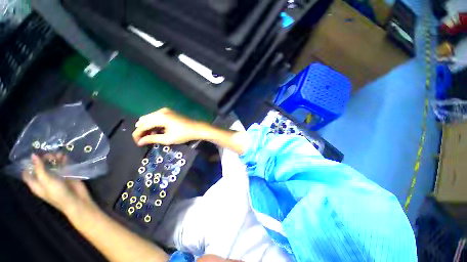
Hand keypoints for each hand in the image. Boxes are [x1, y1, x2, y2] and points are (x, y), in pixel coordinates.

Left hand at [22, 154, 94, 215]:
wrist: (76, 200)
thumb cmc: (58, 193)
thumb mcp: (46, 181)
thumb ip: (39, 168)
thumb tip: (33, 155)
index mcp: (36, 184)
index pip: (27, 173)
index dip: (28, 164)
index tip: (32, 155)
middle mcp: (44, 179)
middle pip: (40, 167)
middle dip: (43, 159)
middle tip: (49, 154)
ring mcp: (56, 177)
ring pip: (52, 165)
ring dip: (54, 158)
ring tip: (58, 154)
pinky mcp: (66, 175)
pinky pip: (63, 165)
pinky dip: (63, 160)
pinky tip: (65, 156)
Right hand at [132, 108, 205, 145]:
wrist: (197, 129)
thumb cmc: (183, 134)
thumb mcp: (167, 139)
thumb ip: (152, 139)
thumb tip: (139, 142)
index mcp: (160, 117)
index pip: (142, 125)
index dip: (137, 135)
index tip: (137, 143)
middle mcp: (161, 111)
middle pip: (144, 120)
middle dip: (141, 130)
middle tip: (143, 140)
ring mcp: (165, 110)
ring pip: (149, 117)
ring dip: (147, 126)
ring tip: (150, 136)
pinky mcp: (169, 112)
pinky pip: (156, 117)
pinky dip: (154, 123)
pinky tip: (157, 131)